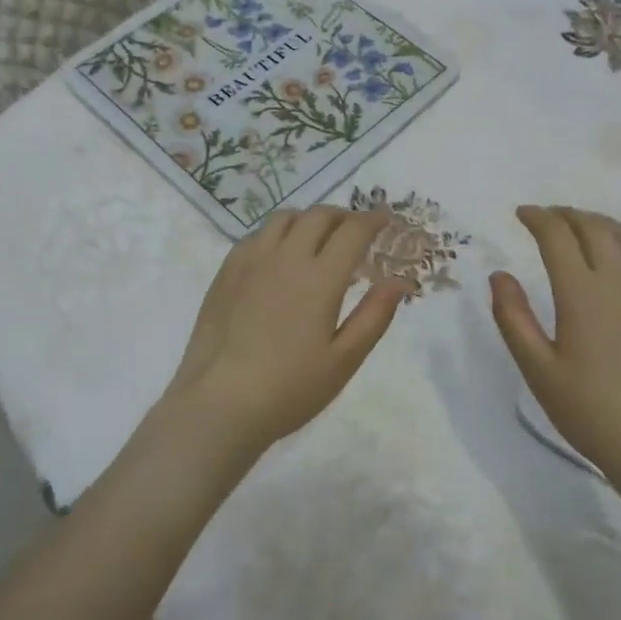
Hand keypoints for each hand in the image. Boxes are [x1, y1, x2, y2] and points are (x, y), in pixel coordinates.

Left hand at [156, 207, 409, 458]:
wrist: (219, 403)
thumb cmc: (290, 388)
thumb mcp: (344, 360)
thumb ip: (374, 315)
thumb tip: (400, 281)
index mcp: (320, 278)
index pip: (352, 231)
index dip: (373, 220)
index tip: (386, 220)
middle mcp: (285, 257)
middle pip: (318, 216)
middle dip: (343, 216)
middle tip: (356, 232)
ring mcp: (251, 261)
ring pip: (284, 218)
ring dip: (308, 220)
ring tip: (318, 239)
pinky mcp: (226, 272)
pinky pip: (256, 235)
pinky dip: (277, 234)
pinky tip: (279, 257)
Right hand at [490, 206, 620, 483]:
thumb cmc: (591, 410)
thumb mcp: (538, 370)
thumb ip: (513, 318)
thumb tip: (499, 275)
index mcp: (582, 293)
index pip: (557, 236)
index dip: (537, 218)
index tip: (520, 214)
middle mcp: (620, 280)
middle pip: (593, 226)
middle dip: (565, 214)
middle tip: (545, 217)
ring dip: (596, 221)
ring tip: (578, 226)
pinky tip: (617, 253)